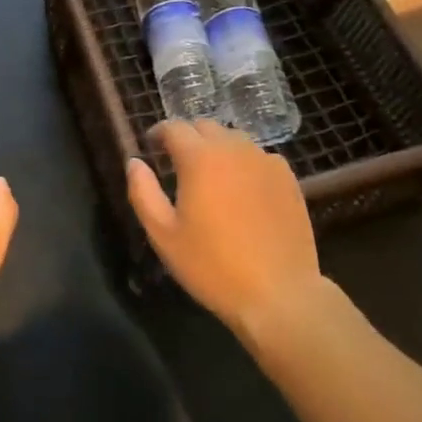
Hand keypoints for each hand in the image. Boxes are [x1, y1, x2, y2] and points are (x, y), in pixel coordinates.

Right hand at [126, 120, 323, 345]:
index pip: (174, 127)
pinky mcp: (287, 178)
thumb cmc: (213, 266)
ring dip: (217, 147)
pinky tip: (243, 189)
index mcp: (199, 157)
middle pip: (205, 127)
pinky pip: (260, 157)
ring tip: (212, 175)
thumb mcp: (164, 235)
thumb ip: (143, 192)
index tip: (152, 146)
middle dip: (188, 137)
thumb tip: (134, 162)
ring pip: (234, 139)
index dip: (159, 133)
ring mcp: (265, 161)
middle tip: (179, 162)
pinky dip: (245, 163)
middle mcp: (233, 148)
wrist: (278, 294)